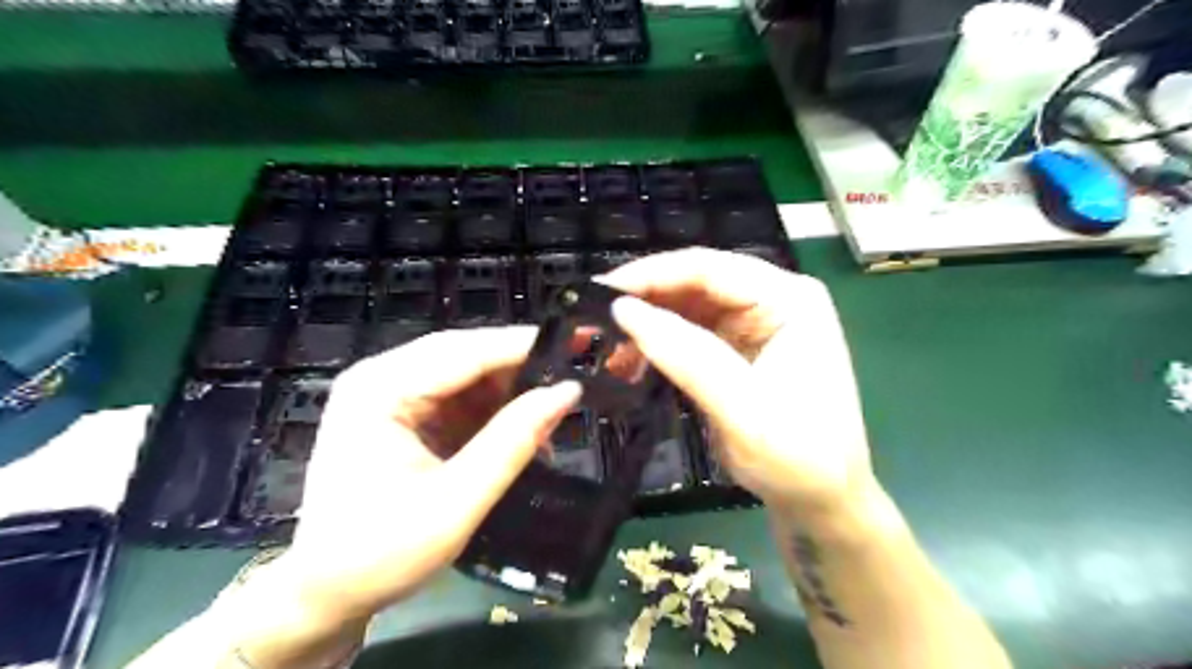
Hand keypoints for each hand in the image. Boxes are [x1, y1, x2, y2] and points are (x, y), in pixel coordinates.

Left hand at [281, 326, 576, 617]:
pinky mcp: (403, 413)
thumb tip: (567, 394)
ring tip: (553, 410)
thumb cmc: (381, 553)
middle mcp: (381, 378)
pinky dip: (495, 411)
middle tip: (575, 373)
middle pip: (465, 355)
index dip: (524, 346)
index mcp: (379, 389)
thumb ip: (512, 443)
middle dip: (521, 367)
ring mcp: (390, 394)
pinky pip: (460, 397)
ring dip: (511, 391)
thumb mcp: (456, 502)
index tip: (578, 343)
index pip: (464, 352)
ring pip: (467, 374)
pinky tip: (522, 429)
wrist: (326, 594)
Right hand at [605, 248, 872, 525]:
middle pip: (695, 283)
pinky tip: (630, 362)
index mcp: (789, 299)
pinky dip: (657, 345)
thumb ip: (686, 355)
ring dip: (646, 324)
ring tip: (607, 348)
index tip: (601, 292)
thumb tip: (624, 311)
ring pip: (685, 307)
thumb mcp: (742, 408)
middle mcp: (771, 300)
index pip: (710, 269)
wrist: (821, 502)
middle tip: (592, 319)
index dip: (652, 274)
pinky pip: (687, 334)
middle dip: (644, 299)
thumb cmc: (798, 457)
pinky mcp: (736, 349)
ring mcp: (753, 325)